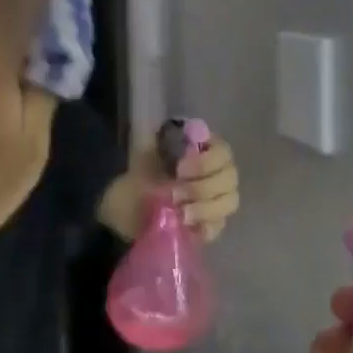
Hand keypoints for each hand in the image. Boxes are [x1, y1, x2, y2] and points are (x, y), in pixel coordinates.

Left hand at [103, 130, 240, 241]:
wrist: (122, 215)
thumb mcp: (142, 156)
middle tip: (175, 194)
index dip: (207, 161)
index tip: (180, 169)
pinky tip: (187, 227)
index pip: (223, 152)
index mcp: (201, 151)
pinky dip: (205, 227)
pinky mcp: (210, 225)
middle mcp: (215, 174)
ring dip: (205, 208)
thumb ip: (156, 139)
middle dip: (203, 187)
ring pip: (229, 202)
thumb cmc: (137, 180)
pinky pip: (219, 226)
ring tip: (180, 214)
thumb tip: (163, 125)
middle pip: (230, 178)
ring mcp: (216, 201)